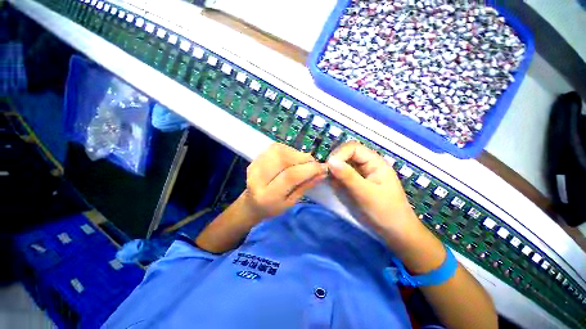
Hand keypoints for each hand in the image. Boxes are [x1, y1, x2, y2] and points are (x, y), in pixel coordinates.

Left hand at [243, 143, 327, 220]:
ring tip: (303, 162)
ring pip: (280, 151)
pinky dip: (289, 151)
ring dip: (297, 154)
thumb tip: (322, 172)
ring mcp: (255, 165)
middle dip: (304, 159)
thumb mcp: (291, 202)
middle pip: (284, 159)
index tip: (323, 168)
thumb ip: (306, 186)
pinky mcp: (256, 158)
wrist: (251, 203)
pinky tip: (292, 158)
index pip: (290, 176)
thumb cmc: (273, 208)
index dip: (309, 169)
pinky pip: (276, 148)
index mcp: (267, 196)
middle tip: (313, 164)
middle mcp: (258, 177)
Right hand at [326, 141, 423, 247]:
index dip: (339, 154)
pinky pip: (342, 175)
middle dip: (335, 163)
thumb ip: (348, 176)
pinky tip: (336, 188)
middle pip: (346, 154)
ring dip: (334, 173)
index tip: (329, 167)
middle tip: (328, 176)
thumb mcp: (366, 194)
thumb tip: (330, 161)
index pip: (353, 148)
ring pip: (342, 165)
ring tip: (333, 184)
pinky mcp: (356, 182)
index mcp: (374, 162)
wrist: (395, 232)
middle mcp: (367, 164)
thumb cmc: (385, 212)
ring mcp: (361, 173)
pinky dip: (336, 180)